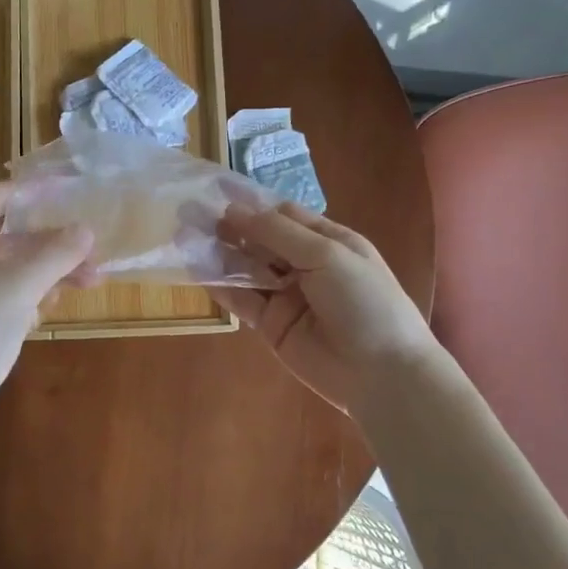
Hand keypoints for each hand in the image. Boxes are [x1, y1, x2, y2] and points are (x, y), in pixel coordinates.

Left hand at [0, 182, 93, 408]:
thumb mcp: (21, 287)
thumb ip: (56, 252)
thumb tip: (86, 229)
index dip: (38, 195)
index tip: (74, 193)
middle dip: (47, 244)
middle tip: (89, 249)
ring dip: (39, 270)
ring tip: (87, 280)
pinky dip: (16, 289)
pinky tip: (51, 300)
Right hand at [211, 203, 438, 414]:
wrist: (382, 374)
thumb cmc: (364, 302)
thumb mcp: (327, 255)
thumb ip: (278, 233)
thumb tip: (233, 212)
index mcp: (328, 241)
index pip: (283, 215)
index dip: (251, 205)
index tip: (215, 195)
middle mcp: (305, 265)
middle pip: (261, 240)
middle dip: (229, 228)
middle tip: (189, 213)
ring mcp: (286, 296)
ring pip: (247, 269)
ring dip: (219, 254)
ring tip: (185, 237)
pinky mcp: (271, 325)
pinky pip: (242, 300)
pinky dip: (220, 286)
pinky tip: (196, 270)